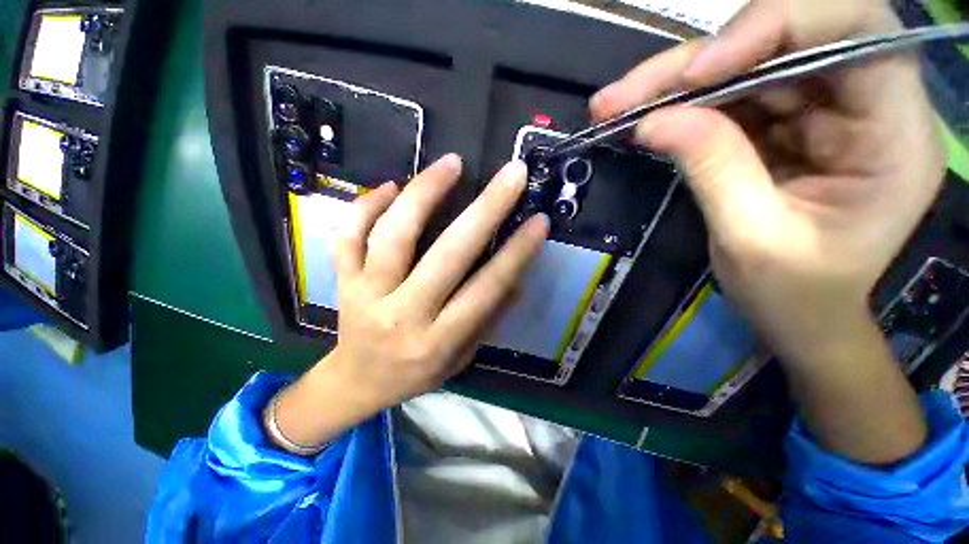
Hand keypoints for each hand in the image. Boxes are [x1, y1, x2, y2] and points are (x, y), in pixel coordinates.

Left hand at [270, 155, 548, 449]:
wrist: (356, 382)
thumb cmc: (415, 373)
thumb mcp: (460, 358)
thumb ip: (488, 319)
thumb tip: (516, 278)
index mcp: (438, 341)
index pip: (485, 290)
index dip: (516, 253)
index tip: (539, 221)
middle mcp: (403, 315)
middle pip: (448, 254)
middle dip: (486, 209)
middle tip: (511, 174)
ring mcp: (366, 295)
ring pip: (394, 234)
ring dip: (425, 192)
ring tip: (451, 163)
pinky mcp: (342, 281)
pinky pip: (349, 235)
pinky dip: (367, 205)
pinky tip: (391, 186)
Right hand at [591, 0, 938, 461]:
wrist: (815, 331)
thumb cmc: (808, 307)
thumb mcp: (762, 241)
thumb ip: (717, 165)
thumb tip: (663, 121)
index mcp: (890, 126)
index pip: (840, 29)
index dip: (766, 30)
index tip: (693, 71)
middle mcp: (853, 101)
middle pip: (779, 38)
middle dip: (699, 56)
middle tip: (623, 92)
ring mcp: (806, 112)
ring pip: (741, 66)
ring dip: (673, 83)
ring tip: (615, 107)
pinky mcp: (768, 131)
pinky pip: (721, 98)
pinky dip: (677, 107)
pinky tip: (640, 122)